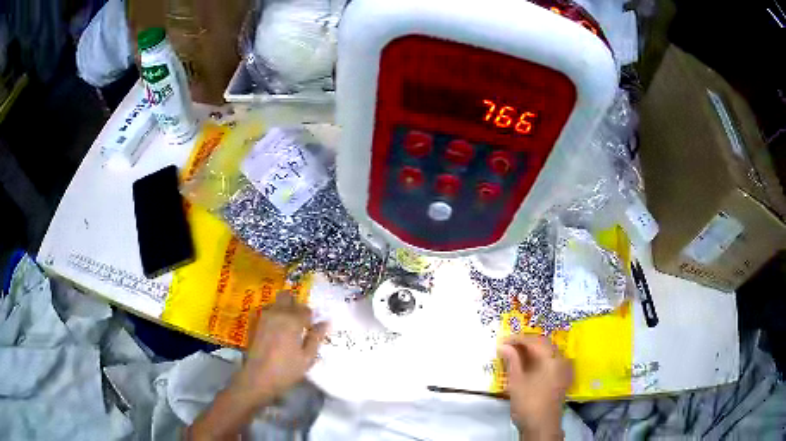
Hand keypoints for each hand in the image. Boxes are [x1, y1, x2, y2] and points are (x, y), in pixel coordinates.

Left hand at [233, 291, 329, 403]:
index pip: (305, 309)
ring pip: (275, 303)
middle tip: (300, 322)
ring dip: (283, 309)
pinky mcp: (254, 324)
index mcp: (292, 320)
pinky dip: (273, 316)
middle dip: (295, 305)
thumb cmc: (286, 370)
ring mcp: (262, 317)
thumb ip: (316, 338)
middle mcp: (276, 313)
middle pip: (287, 297)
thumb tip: (325, 322)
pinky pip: (266, 312)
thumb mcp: (307, 358)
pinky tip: (276, 332)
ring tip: (288, 327)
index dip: (311, 318)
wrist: (257, 378)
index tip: (311, 329)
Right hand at [498, 334, 572, 439]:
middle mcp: (561, 360)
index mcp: (552, 358)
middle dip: (525, 344)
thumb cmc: (528, 403)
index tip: (502, 341)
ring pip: (547, 353)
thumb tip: (504, 345)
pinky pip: (550, 362)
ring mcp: (563, 369)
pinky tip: (527, 366)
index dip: (517, 339)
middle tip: (508, 347)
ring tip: (515, 355)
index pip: (534, 340)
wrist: (541, 426)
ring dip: (532, 351)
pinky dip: (538, 360)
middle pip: (543, 344)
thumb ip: (511, 360)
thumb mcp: (516, 381)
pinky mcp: (562, 378)